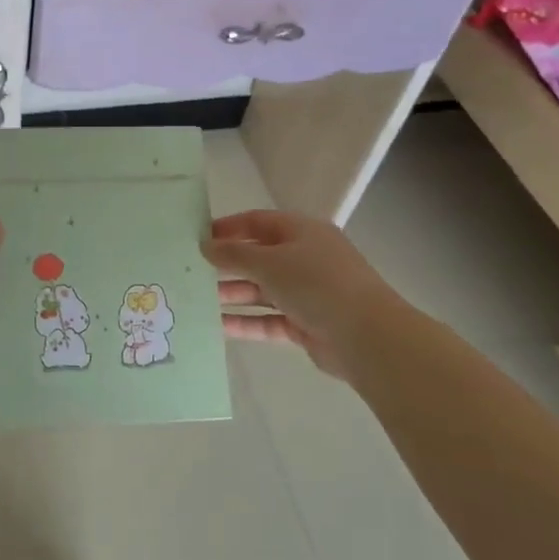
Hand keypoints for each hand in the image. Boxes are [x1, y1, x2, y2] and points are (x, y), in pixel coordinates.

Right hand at [203, 210, 399, 378]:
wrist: (367, 336)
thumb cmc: (316, 284)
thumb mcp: (269, 262)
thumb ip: (234, 254)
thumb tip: (205, 245)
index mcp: (302, 232)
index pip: (258, 222)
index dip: (228, 227)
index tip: (197, 237)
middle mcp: (306, 258)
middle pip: (259, 257)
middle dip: (227, 265)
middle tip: (191, 272)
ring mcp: (308, 293)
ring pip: (262, 290)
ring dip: (233, 294)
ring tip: (198, 301)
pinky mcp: (307, 324)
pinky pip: (269, 319)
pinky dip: (247, 322)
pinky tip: (218, 327)